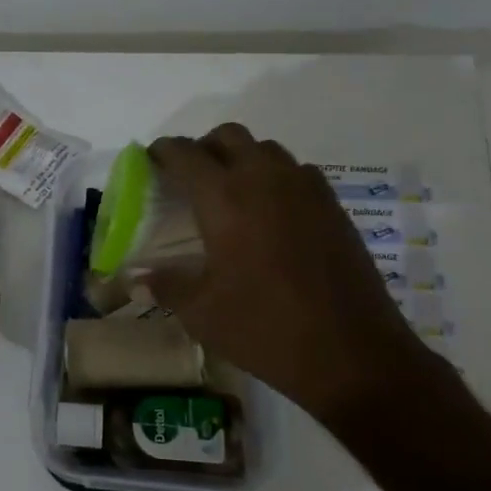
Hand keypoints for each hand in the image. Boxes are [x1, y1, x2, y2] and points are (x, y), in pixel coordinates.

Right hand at [145, 125, 438, 431]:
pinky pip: (296, 172)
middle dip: (202, 147)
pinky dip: (274, 177)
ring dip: (241, 158)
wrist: (352, 353)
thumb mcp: (201, 312)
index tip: (150, 161)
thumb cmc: (265, 329)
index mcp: (225, 198)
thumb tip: (138, 278)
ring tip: (229, 193)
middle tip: (188, 177)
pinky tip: (270, 213)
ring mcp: (305, 189)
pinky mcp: (333, 206)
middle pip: (228, 136)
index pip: (185, 153)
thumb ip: (166, 285)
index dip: (162, 151)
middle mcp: (265, 179)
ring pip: (265, 149)